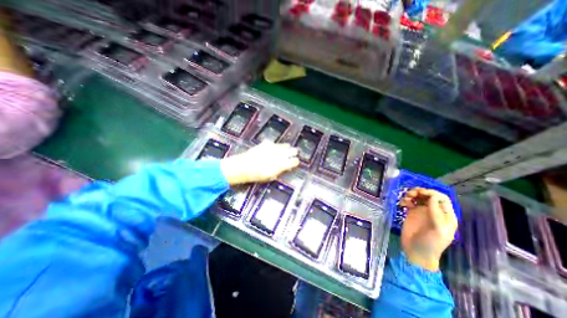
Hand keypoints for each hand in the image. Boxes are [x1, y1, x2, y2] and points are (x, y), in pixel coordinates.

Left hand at [221, 142, 300, 184]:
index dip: (296, 161)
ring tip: (286, 149)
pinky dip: (275, 146)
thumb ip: (280, 171)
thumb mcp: (270, 177)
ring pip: (284, 145)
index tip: (296, 162)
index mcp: (281, 164)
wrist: (243, 166)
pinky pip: (274, 143)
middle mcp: (279, 154)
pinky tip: (273, 148)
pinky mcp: (266, 143)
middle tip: (295, 153)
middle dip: (294, 152)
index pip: (294, 161)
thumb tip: (285, 168)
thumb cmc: (257, 175)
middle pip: (291, 151)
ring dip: (286, 148)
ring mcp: (273, 148)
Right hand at [400, 188, 457, 271]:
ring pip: (419, 197)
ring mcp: (422, 212)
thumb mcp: (438, 230)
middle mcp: (434, 211)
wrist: (416, 251)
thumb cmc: (431, 243)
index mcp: (445, 216)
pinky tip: (402, 203)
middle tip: (412, 193)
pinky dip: (406, 200)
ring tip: (406, 197)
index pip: (442, 199)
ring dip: (412, 194)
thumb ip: (436, 213)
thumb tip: (432, 197)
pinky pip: (409, 202)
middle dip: (421, 192)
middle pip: (429, 196)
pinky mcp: (411, 213)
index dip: (433, 193)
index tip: (422, 193)